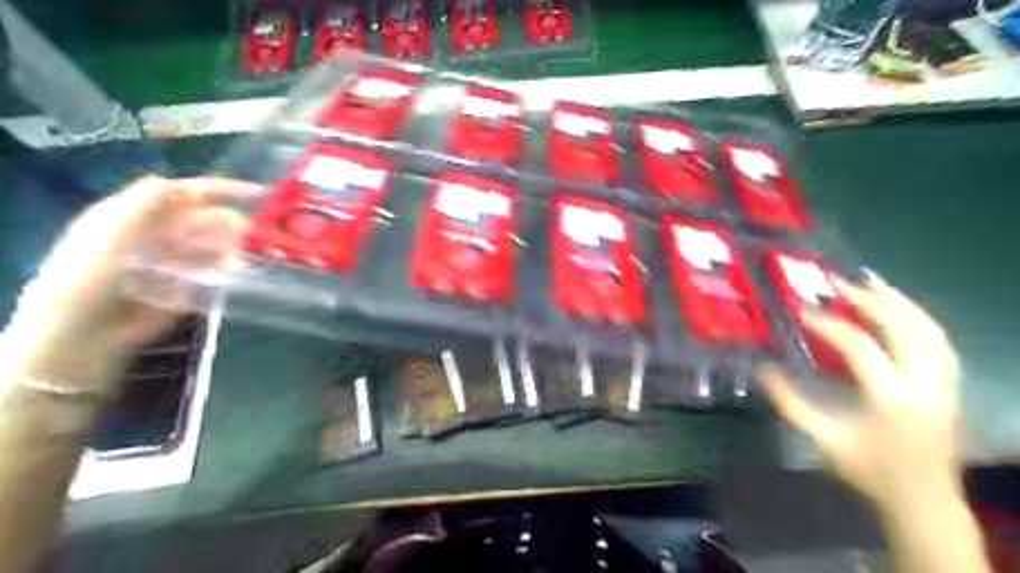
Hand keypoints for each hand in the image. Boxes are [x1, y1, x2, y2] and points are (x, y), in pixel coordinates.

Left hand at [0, 174, 257, 388]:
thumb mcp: (111, 233)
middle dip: (232, 223)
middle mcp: (161, 234)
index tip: (260, 194)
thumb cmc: (89, 278)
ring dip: (233, 247)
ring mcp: (177, 261)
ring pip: (216, 246)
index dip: (223, 190)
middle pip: (207, 219)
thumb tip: (183, 185)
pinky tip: (235, 273)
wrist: (85, 335)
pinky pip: (217, 271)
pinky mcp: (189, 286)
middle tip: (255, 234)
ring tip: (247, 255)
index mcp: (139, 215)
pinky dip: (228, 269)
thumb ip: (145, 205)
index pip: (187, 194)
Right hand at [765, 275, 966, 507]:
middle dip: (870, 301)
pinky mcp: (950, 386)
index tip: (802, 311)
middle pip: (904, 328)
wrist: (925, 500)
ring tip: (872, 282)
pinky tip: (898, 308)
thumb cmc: (869, 470)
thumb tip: (761, 370)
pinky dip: (918, 318)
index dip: (829, 325)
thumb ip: (790, 402)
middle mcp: (926, 386)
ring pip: (930, 330)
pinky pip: (939, 341)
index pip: (860, 347)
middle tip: (838, 283)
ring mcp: (944, 384)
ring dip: (900, 302)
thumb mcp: (823, 439)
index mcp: (892, 400)